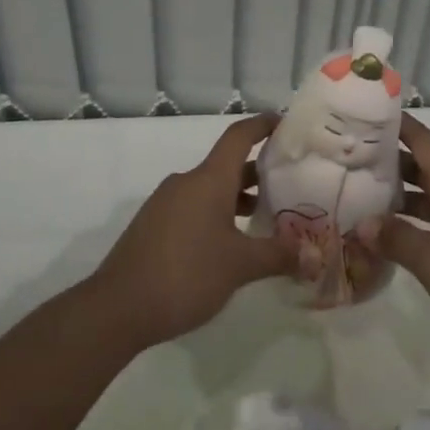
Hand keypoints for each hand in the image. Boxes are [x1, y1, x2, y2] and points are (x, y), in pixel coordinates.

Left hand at [87, 114, 294, 348]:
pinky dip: (216, 213)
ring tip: (262, 217)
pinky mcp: (153, 225)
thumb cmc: (186, 274)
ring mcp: (166, 203)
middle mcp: (187, 182)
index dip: (263, 124)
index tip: (285, 122)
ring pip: (209, 188)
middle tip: (287, 182)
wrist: (117, 308)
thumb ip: (278, 256)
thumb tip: (313, 256)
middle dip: (257, 171)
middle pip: (227, 164)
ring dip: (236, 196)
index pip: (239, 136)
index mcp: (209, 179)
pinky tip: (227, 244)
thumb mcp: (240, 266)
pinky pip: (193, 207)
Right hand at [377, 114, 429, 361]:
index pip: (422, 138)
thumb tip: (363, 222)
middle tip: (347, 155)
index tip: (362, 113)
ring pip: (428, 192)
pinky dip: (413, 219)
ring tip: (359, 191)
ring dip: (398, 191)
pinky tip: (390, 233)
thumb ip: (396, 237)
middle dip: (387, 158)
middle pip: (422, 163)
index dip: (395, 123)